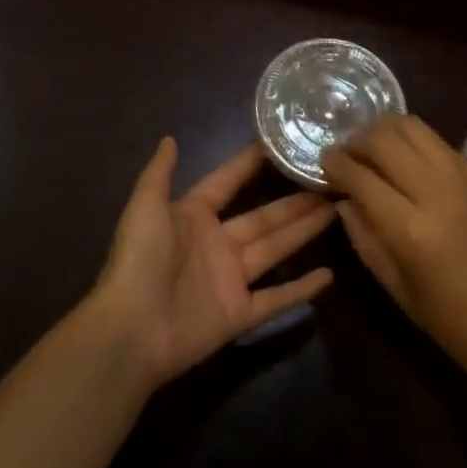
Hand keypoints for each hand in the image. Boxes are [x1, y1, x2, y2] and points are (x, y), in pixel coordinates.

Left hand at [90, 139, 334, 387]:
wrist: (131, 329)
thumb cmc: (139, 259)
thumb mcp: (146, 205)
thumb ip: (160, 172)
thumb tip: (169, 137)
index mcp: (194, 215)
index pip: (228, 182)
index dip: (249, 164)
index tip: (278, 145)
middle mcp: (217, 243)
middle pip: (263, 217)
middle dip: (294, 201)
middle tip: (327, 183)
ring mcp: (230, 279)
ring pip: (275, 249)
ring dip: (303, 231)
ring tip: (335, 211)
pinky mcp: (240, 313)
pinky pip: (276, 298)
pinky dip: (302, 288)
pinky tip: (329, 275)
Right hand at [324, 115, 466, 386]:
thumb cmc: (453, 323)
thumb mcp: (397, 289)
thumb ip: (364, 238)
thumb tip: (343, 200)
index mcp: (411, 229)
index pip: (360, 176)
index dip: (335, 164)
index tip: (323, 163)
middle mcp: (436, 192)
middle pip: (384, 139)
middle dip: (356, 140)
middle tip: (346, 154)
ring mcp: (463, 178)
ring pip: (412, 126)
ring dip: (384, 131)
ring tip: (374, 148)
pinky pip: (438, 141)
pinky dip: (414, 140)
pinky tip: (407, 159)